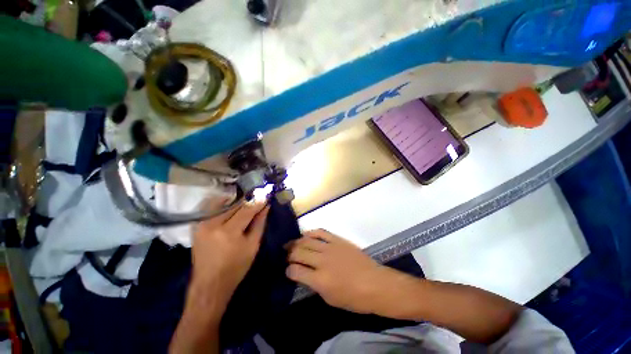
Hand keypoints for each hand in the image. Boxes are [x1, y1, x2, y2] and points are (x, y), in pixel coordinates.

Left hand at [190, 201, 269, 311]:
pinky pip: (212, 208)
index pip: (246, 210)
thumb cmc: (236, 267)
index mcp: (228, 232)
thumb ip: (259, 223)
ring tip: (246, 205)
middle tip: (257, 200)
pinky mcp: (197, 226)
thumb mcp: (253, 245)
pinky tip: (232, 208)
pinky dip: (223, 205)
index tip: (266, 196)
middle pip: (234, 205)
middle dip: (247, 202)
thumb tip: (265, 207)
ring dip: (236, 203)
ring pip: (223, 204)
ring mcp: (202, 224)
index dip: (257, 202)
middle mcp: (212, 224)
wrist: (209, 284)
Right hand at [285, 229, 399, 313]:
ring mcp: (330, 248)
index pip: (295, 271)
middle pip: (298, 252)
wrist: (375, 283)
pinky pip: (321, 232)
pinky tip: (306, 235)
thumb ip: (314, 285)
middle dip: (289, 254)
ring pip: (307, 241)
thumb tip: (304, 275)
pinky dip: (311, 232)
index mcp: (319, 280)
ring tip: (290, 244)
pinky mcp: (338, 240)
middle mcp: (322, 261)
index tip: (288, 271)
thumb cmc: (354, 298)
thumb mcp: (330, 299)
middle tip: (286, 255)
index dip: (288, 271)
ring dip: (296, 242)